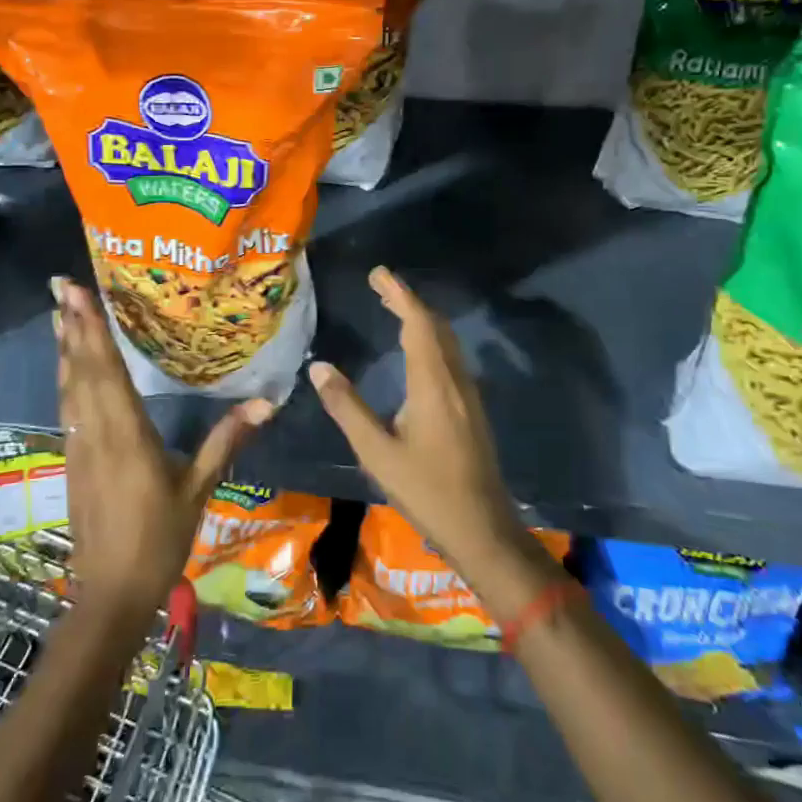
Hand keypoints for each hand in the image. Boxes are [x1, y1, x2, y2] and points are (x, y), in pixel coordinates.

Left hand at [54, 278, 273, 626]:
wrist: (109, 595)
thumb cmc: (159, 541)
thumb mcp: (197, 491)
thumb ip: (226, 442)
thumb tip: (266, 402)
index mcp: (126, 435)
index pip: (107, 372)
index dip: (93, 331)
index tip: (78, 295)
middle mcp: (96, 433)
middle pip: (82, 371)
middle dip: (73, 326)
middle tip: (62, 286)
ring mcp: (79, 446)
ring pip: (69, 387)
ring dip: (65, 348)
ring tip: (60, 313)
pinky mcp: (73, 460)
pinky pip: (68, 406)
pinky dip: (67, 377)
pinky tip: (68, 366)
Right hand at [309, 267, 552, 618]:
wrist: (482, 528)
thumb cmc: (426, 490)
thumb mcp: (376, 452)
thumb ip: (347, 407)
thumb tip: (319, 367)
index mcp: (432, 384)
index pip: (417, 324)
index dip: (399, 294)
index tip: (379, 273)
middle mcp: (454, 380)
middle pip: (434, 326)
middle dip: (408, 301)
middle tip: (380, 286)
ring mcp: (468, 395)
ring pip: (446, 342)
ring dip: (421, 320)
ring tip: (394, 310)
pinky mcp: (472, 410)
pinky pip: (450, 358)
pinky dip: (430, 340)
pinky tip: (416, 353)